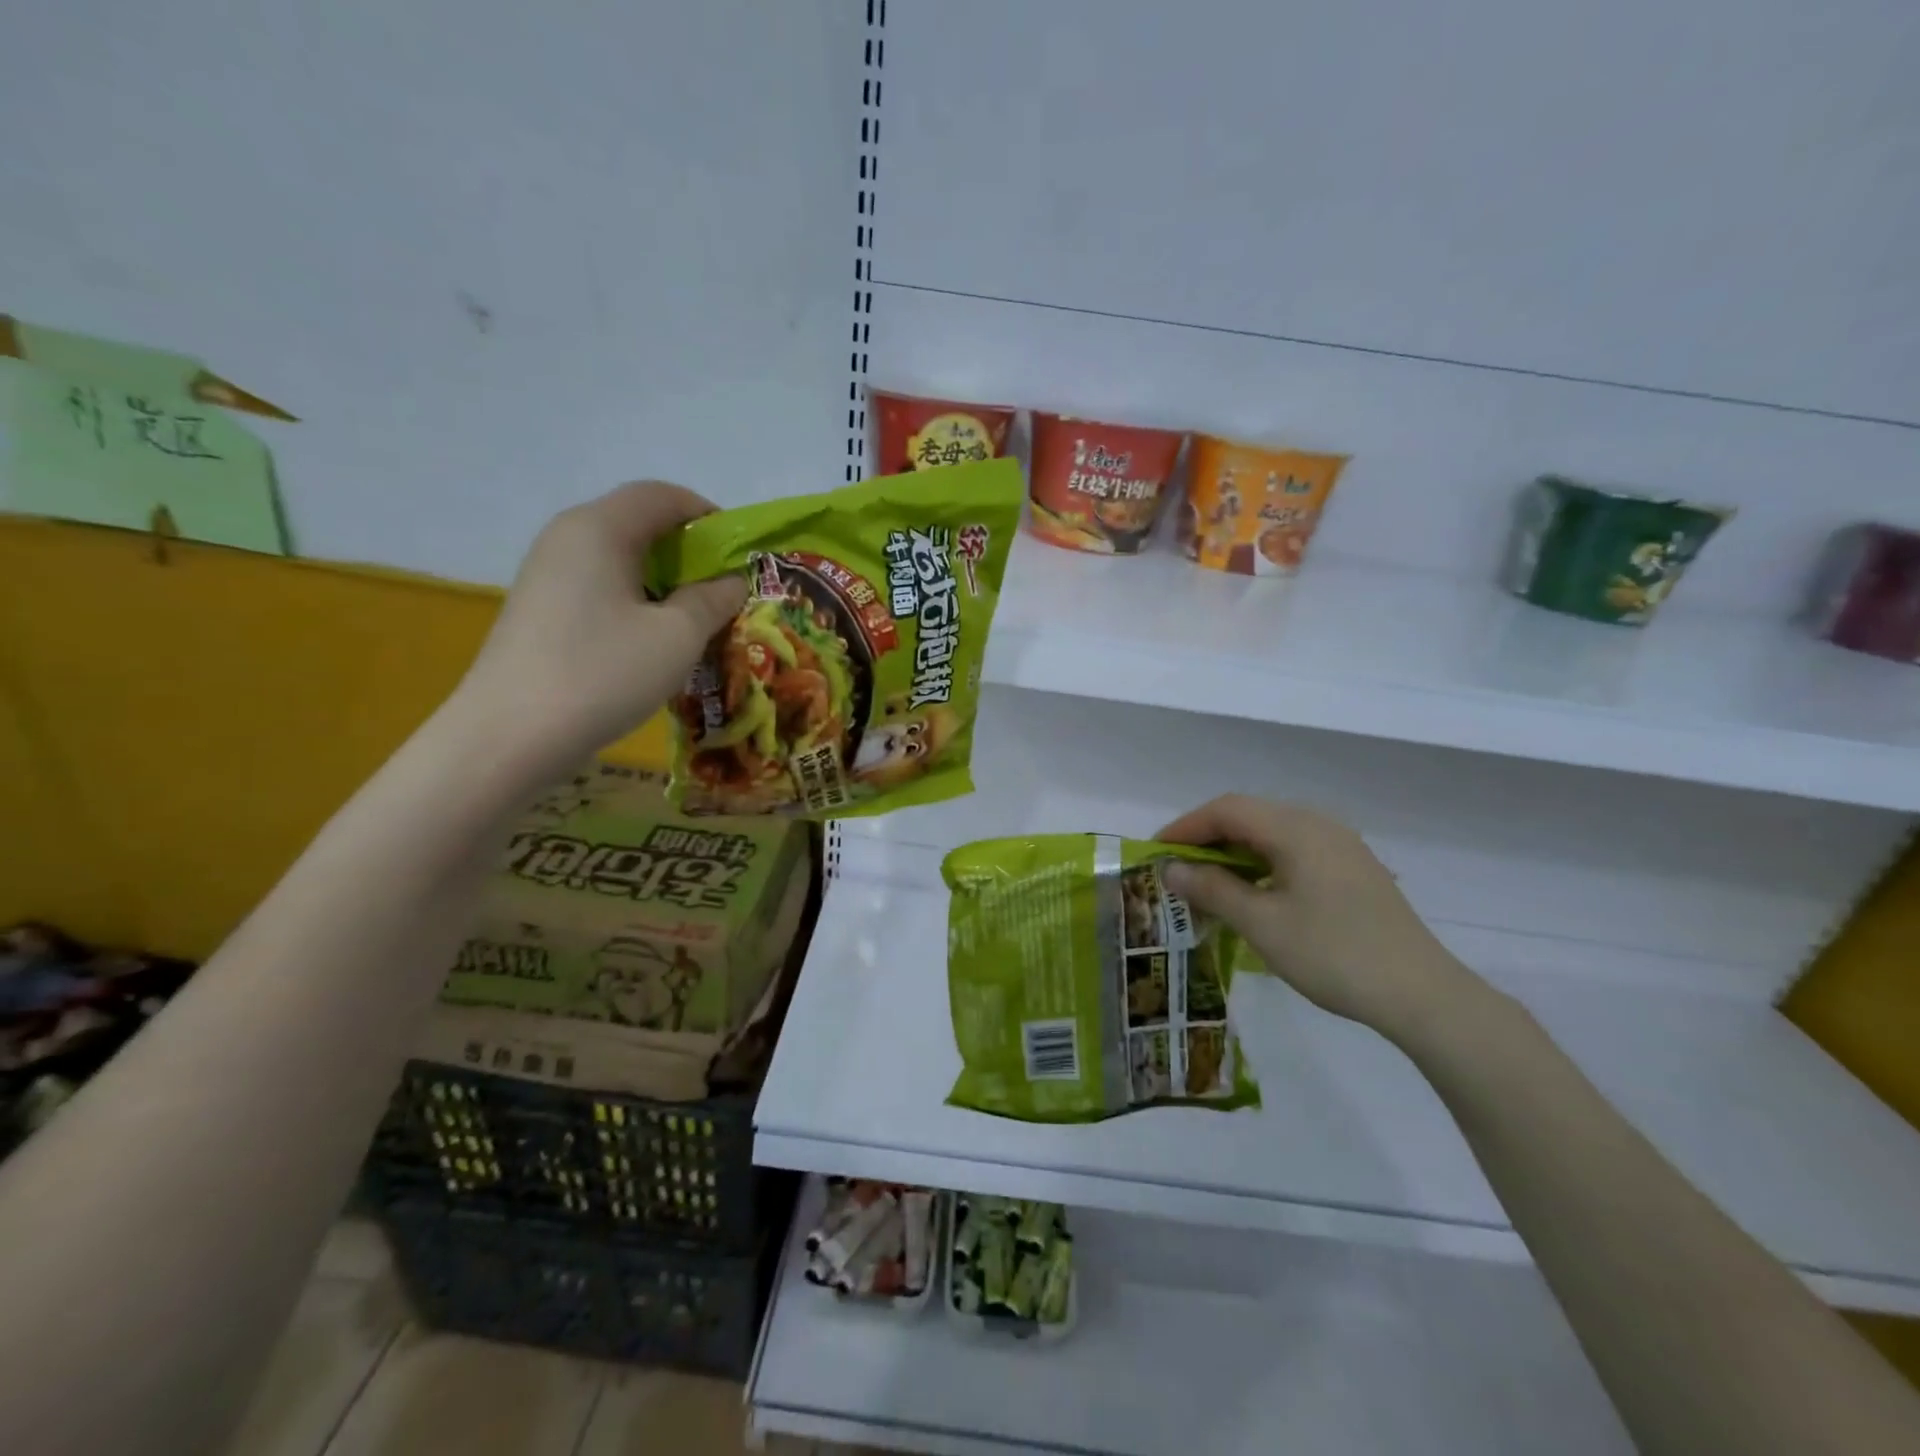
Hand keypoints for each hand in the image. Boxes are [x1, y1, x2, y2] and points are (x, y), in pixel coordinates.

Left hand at [456, 481, 745, 773]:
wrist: (510, 735)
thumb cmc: (604, 673)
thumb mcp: (677, 636)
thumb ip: (713, 599)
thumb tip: (730, 582)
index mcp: (600, 528)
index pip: (662, 495)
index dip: (708, 515)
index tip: (740, 553)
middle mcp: (568, 537)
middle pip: (639, 522)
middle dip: (689, 550)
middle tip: (723, 590)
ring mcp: (548, 573)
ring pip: (620, 557)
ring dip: (664, 579)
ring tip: (694, 619)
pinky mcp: (541, 608)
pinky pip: (600, 585)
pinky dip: (636, 599)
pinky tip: (652, 640)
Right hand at [1157, 795, 1482, 1044]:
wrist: (1422, 994)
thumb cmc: (1333, 954)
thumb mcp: (1262, 924)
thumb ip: (1212, 889)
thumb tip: (1171, 869)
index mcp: (1296, 828)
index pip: (1226, 809)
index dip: (1185, 827)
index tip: (1155, 853)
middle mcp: (1319, 824)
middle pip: (1249, 815)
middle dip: (1207, 838)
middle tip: (1177, 870)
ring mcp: (1341, 846)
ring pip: (1272, 833)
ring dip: (1234, 852)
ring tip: (1208, 883)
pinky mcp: (1353, 869)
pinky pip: (1294, 851)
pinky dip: (1262, 864)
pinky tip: (1253, 894)